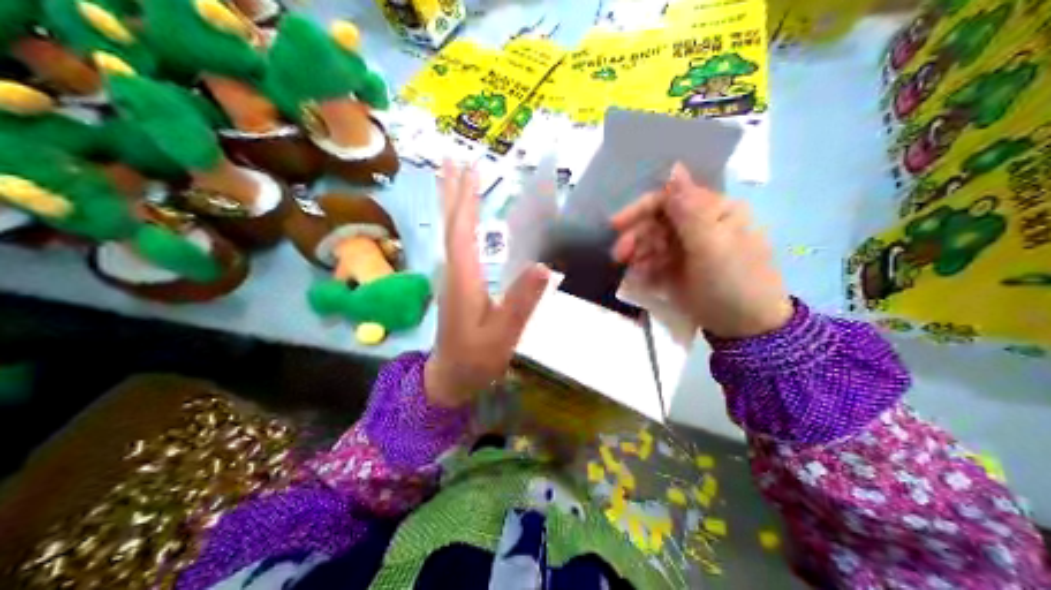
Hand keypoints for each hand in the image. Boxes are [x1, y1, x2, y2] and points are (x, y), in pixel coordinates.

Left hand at [425, 163, 553, 407]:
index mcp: (464, 279)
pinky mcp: (456, 282)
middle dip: (454, 190)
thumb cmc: (477, 359)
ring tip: (455, 176)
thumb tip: (544, 266)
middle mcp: (453, 270)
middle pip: (450, 223)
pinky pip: (456, 241)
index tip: (470, 169)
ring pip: (450, 230)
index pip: (462, 231)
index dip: (466, 199)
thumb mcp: (503, 335)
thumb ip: (521, 302)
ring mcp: (452, 276)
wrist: (450, 377)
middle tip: (455, 159)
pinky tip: (464, 217)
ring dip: (453, 202)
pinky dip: (458, 220)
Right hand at [614, 161, 793, 339]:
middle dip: (636, 235)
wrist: (747, 329)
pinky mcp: (680, 272)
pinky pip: (655, 264)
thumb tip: (674, 166)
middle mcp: (700, 226)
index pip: (670, 199)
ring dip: (638, 253)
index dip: (641, 208)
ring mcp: (689, 250)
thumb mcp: (712, 244)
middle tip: (619, 255)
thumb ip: (688, 208)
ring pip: (653, 243)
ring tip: (630, 270)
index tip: (616, 224)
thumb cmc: (733, 281)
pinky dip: (645, 270)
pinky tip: (639, 280)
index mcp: (713, 211)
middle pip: (658, 221)